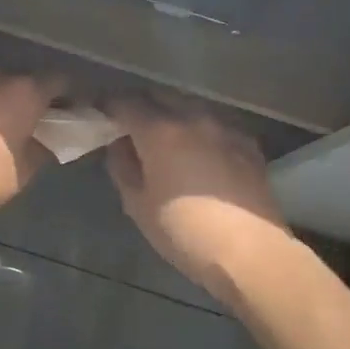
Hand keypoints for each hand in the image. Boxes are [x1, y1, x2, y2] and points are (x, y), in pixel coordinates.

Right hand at [106, 99, 292, 301]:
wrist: (249, 252)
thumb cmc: (183, 231)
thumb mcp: (137, 205)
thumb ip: (122, 168)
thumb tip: (119, 145)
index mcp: (159, 131)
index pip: (125, 103)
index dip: (108, 105)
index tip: (99, 113)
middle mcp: (193, 118)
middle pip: (160, 96)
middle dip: (142, 104)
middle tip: (130, 123)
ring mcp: (225, 128)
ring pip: (191, 107)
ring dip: (173, 114)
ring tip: (165, 135)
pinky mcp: (248, 144)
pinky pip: (216, 125)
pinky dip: (201, 130)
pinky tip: (200, 150)